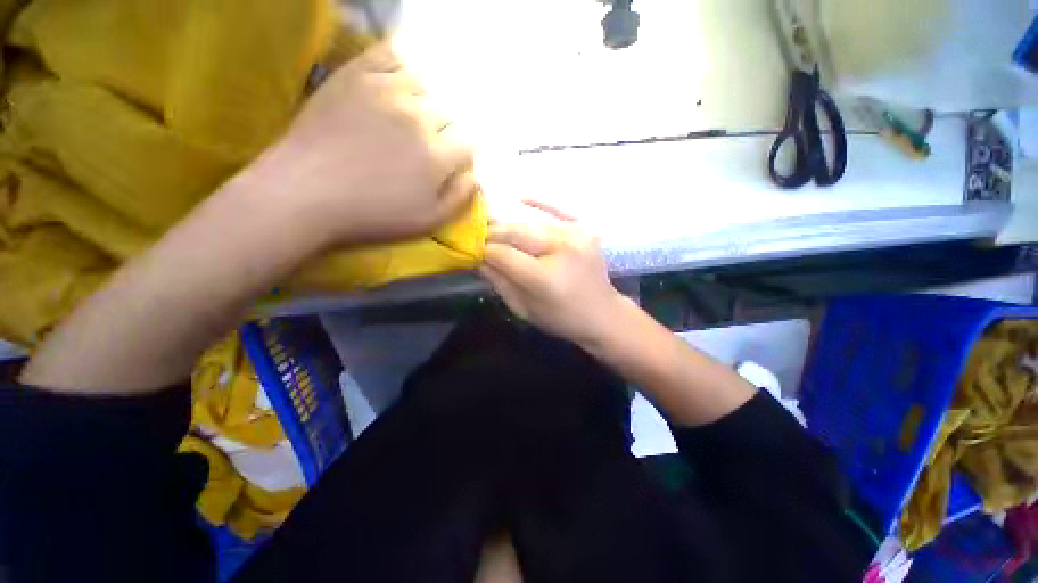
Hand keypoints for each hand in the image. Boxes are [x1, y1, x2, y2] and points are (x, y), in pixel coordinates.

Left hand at [250, 43, 476, 247]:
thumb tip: (476, 177)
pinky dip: (396, 68)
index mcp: (437, 156)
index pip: (467, 146)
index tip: (446, 166)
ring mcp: (386, 91)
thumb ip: (459, 199)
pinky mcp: (355, 75)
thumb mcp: (427, 222)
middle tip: (418, 150)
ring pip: (422, 87)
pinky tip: (391, 85)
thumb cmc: (372, 215)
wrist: (307, 193)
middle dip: (440, 134)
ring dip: (419, 104)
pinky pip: (388, 56)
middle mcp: (419, 119)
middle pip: (445, 117)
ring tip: (403, 119)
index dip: (460, 157)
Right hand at [480, 201, 627, 347]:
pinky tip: (521, 198)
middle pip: (517, 233)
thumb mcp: (524, 309)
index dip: (484, 249)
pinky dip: (540, 203)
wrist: (603, 314)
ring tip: (492, 225)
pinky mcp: (586, 230)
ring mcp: (577, 236)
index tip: (471, 248)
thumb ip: (499, 283)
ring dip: (510, 225)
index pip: (504, 254)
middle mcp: (561, 250)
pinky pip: (560, 210)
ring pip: (532, 224)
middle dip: (493, 233)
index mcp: (545, 277)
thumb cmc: (561, 319)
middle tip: (477, 234)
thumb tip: (478, 259)